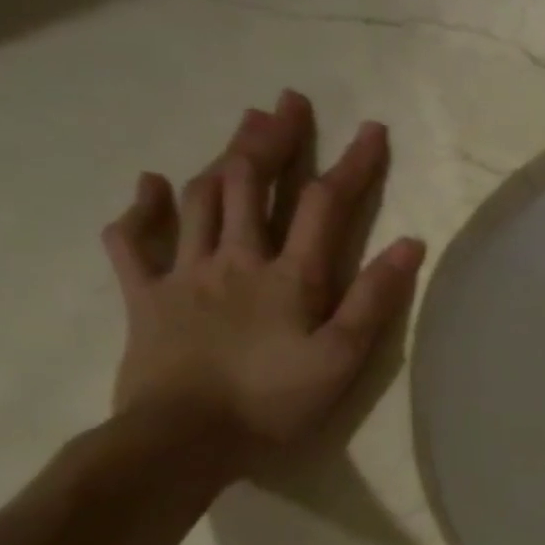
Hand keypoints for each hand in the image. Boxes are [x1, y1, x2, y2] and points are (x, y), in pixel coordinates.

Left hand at [100, 90, 425, 473]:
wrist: (181, 441)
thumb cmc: (273, 402)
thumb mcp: (342, 357)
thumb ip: (374, 298)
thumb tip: (410, 244)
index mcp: (289, 275)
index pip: (324, 204)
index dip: (351, 164)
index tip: (371, 129)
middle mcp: (235, 259)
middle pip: (250, 184)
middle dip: (273, 140)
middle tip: (286, 103)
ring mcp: (183, 275)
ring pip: (199, 201)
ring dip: (221, 158)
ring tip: (240, 127)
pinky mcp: (145, 299)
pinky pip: (133, 244)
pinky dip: (140, 211)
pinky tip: (148, 186)